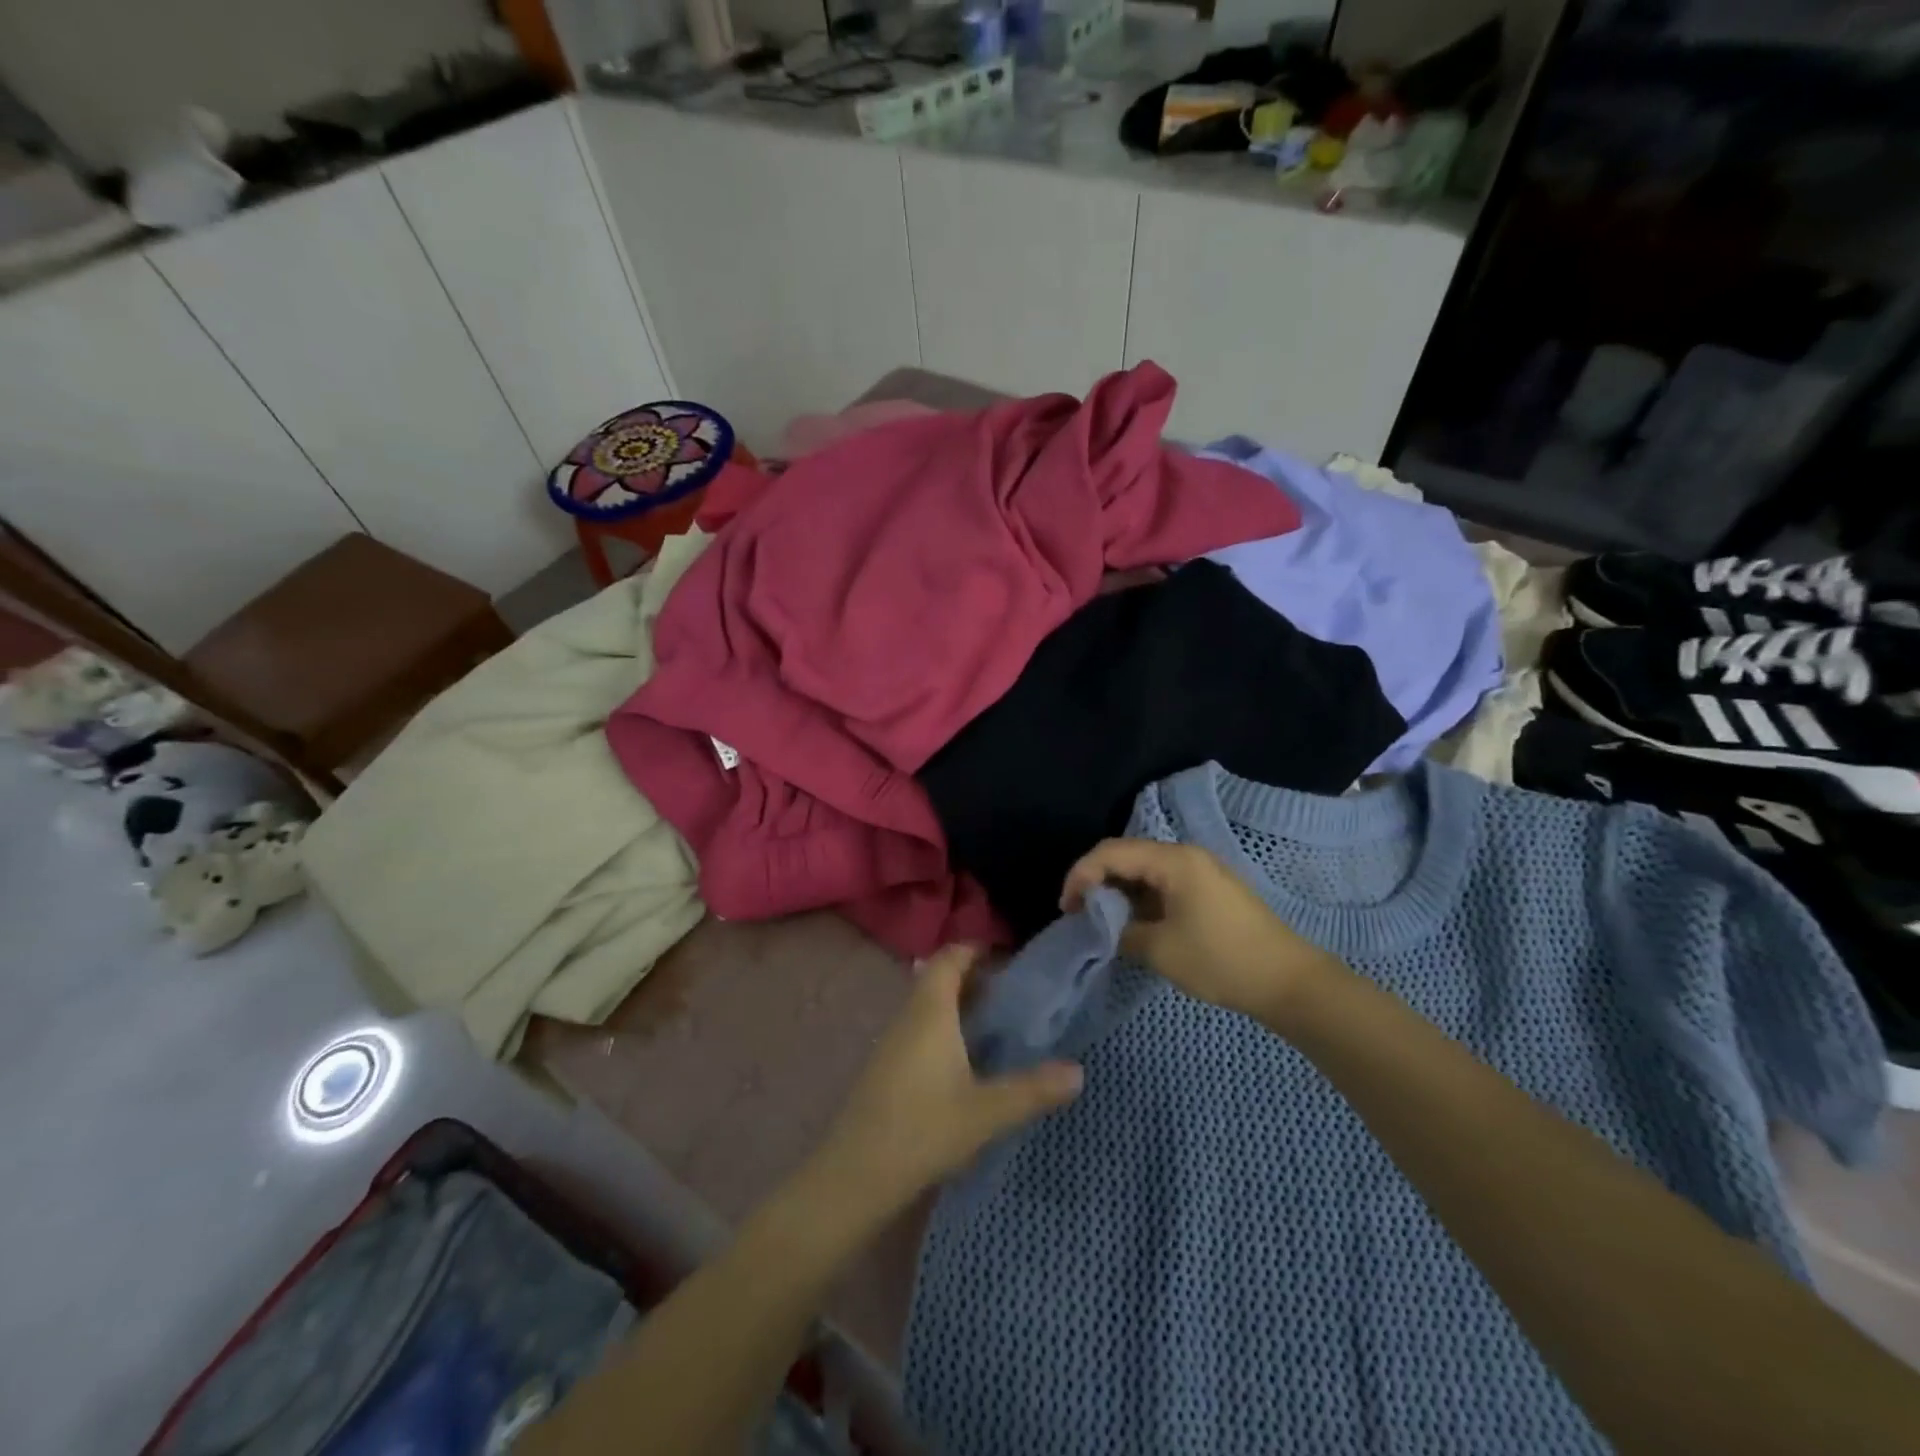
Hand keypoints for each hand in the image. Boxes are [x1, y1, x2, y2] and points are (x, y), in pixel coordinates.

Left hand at [808, 945, 1083, 1216]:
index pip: (950, 957)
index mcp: (930, 1011)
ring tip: (997, 1021)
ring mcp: (892, 1041)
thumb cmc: (922, 1130)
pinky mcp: (886, 1066)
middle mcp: (908, 1015)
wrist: (855, 1175)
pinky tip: (966, 1058)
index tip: (1008, 954)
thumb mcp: (986, 1112)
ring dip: (958, 1003)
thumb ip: (1032, 1089)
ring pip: (928, 1004)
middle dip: (973, 976)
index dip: (976, 948)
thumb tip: (1078, 1071)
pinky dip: (945, 1026)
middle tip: (1013, 990)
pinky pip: (919, 1028)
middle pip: (938, 977)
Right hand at [1061, 839, 1339, 1022]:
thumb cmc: (1221, 960)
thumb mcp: (1160, 949)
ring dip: (1118, 892)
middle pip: (1126, 856)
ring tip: (1101, 922)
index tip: (1066, 908)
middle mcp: (1185, 856)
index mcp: (1173, 860)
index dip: (1081, 875)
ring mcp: (1200, 872)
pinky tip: (1132, 924)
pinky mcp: (1208, 891)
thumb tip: (1102, 925)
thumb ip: (1120, 930)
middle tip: (1078, 913)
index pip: (1111, 852)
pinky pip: (1162, 884)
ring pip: (1144, 871)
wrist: (1288, 982)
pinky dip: (1140, 900)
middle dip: (1096, 881)